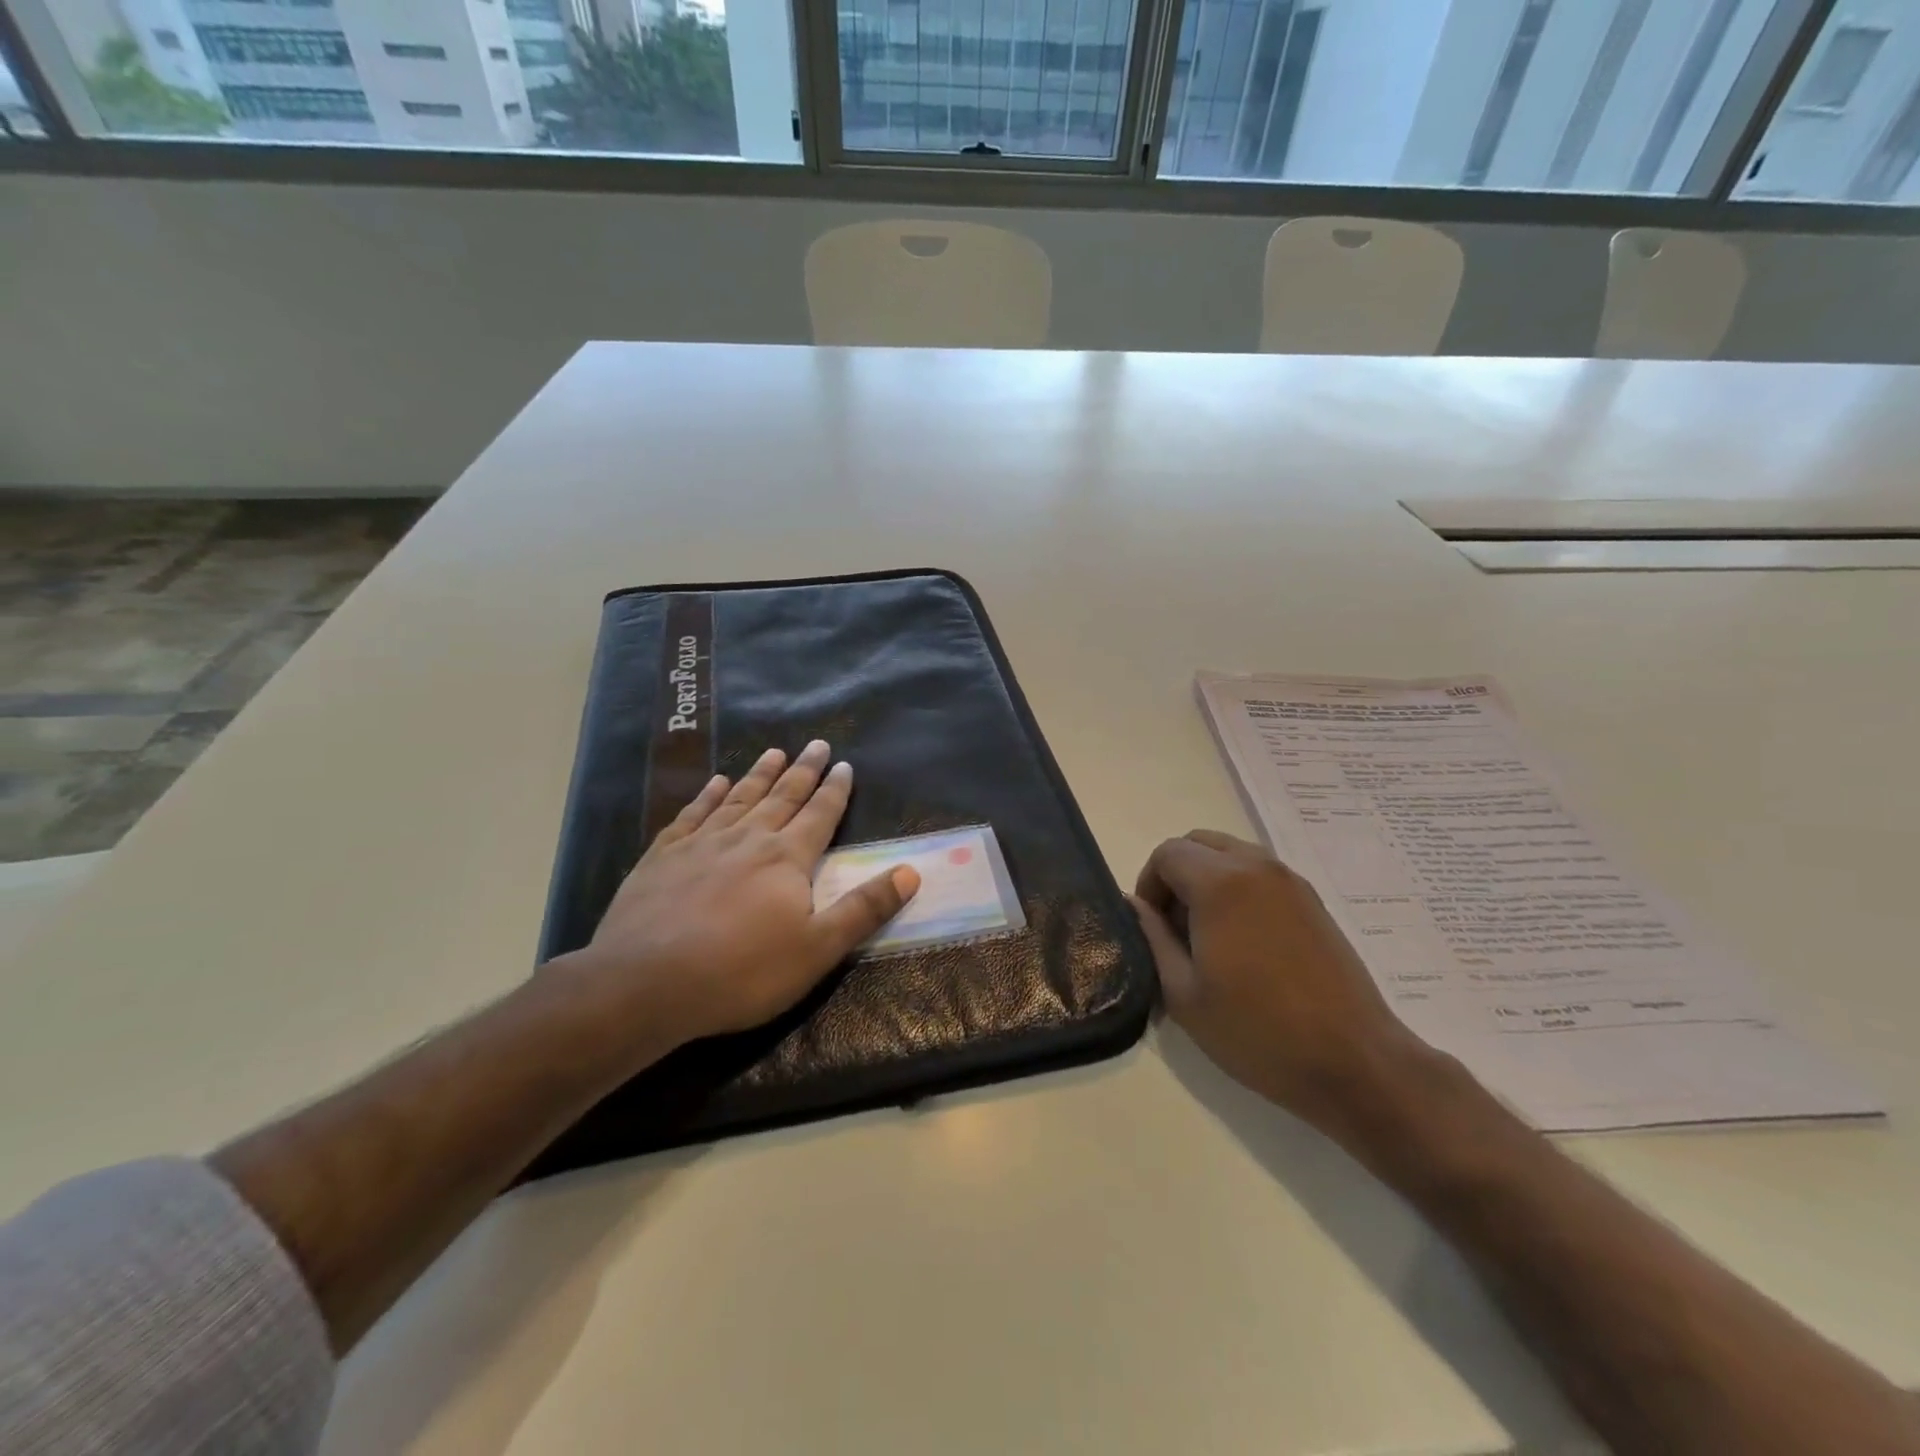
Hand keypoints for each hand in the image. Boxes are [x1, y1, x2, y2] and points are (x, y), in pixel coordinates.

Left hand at [569, 740, 919, 1046]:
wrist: (644, 983)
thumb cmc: (741, 971)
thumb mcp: (818, 949)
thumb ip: (864, 909)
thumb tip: (911, 872)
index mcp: (787, 858)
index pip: (820, 814)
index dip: (835, 790)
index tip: (845, 765)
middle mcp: (747, 838)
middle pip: (782, 796)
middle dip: (803, 770)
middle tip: (817, 744)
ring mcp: (701, 843)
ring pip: (738, 797)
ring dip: (759, 774)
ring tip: (774, 752)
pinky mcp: (662, 856)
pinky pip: (691, 814)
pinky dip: (706, 795)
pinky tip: (713, 783)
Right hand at [1133, 830, 1432, 1131]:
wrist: (1354, 1062)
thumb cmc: (1258, 1031)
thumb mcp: (1184, 993)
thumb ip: (1153, 938)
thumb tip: (1135, 905)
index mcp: (1220, 884)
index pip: (1167, 853)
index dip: (1148, 885)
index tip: (1153, 928)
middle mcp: (1256, 867)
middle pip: (1199, 843)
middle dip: (1176, 874)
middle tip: (1176, 927)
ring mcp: (1291, 881)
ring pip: (1231, 853)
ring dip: (1208, 878)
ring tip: (1209, 934)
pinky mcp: (1313, 900)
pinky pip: (1260, 873)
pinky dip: (1238, 887)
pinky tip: (1244, 941)